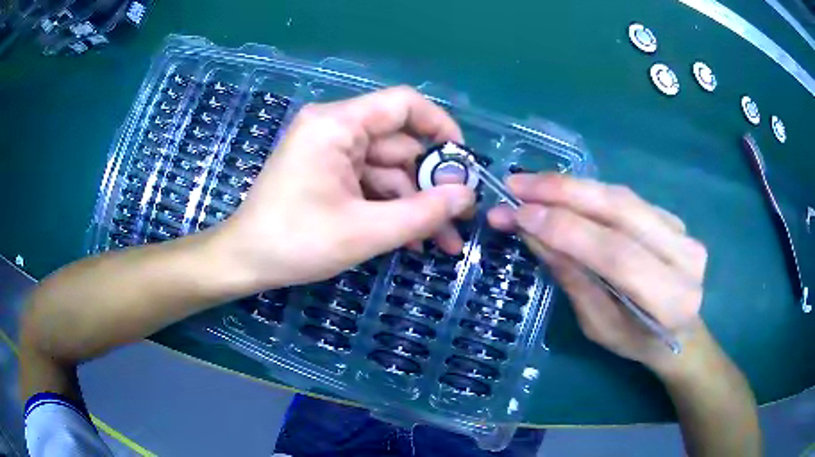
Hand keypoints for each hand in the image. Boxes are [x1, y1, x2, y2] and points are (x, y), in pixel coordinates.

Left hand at [211, 86, 475, 291]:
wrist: (245, 261)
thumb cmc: (296, 243)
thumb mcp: (365, 231)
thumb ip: (422, 213)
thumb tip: (466, 196)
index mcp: (337, 125)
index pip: (403, 104)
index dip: (440, 127)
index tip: (462, 164)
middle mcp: (335, 128)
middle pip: (399, 144)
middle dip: (430, 184)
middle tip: (458, 219)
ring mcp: (331, 151)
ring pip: (389, 169)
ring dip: (415, 203)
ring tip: (441, 242)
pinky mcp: (328, 172)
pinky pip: (371, 182)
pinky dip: (392, 207)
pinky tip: (411, 238)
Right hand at [488, 174, 707, 367]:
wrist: (680, 332)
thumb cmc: (636, 341)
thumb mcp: (598, 327)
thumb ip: (573, 278)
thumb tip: (533, 232)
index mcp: (670, 299)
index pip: (617, 254)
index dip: (568, 231)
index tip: (520, 214)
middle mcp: (684, 256)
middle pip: (621, 211)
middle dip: (564, 193)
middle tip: (517, 185)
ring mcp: (682, 230)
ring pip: (621, 197)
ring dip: (572, 187)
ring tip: (531, 184)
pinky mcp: (673, 217)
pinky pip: (626, 197)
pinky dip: (590, 192)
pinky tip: (562, 192)